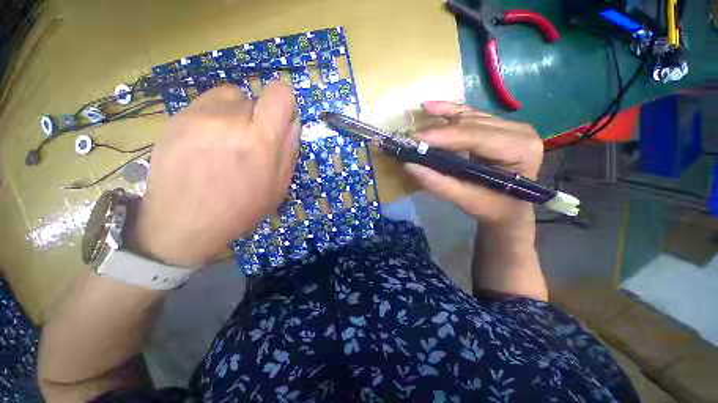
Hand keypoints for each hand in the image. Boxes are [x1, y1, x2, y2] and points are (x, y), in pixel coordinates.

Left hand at [134, 82, 299, 266]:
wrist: (183, 222)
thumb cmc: (241, 207)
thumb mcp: (278, 185)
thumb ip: (290, 149)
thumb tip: (293, 122)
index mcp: (261, 139)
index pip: (280, 93)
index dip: (285, 102)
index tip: (280, 119)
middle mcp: (230, 119)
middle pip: (255, 97)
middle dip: (259, 117)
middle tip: (251, 143)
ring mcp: (198, 115)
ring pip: (230, 96)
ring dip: (236, 113)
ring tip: (228, 141)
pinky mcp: (176, 118)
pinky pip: (206, 104)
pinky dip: (214, 116)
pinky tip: (207, 142)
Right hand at [404, 101, 542, 227]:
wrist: (509, 208)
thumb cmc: (492, 207)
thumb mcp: (465, 200)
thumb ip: (438, 183)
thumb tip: (409, 165)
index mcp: (519, 149)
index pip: (475, 136)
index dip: (442, 136)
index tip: (414, 139)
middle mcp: (518, 131)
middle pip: (470, 124)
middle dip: (436, 131)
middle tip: (409, 139)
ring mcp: (509, 125)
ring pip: (467, 117)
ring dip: (439, 122)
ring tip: (415, 129)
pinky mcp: (497, 125)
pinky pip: (469, 114)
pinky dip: (448, 111)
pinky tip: (430, 106)